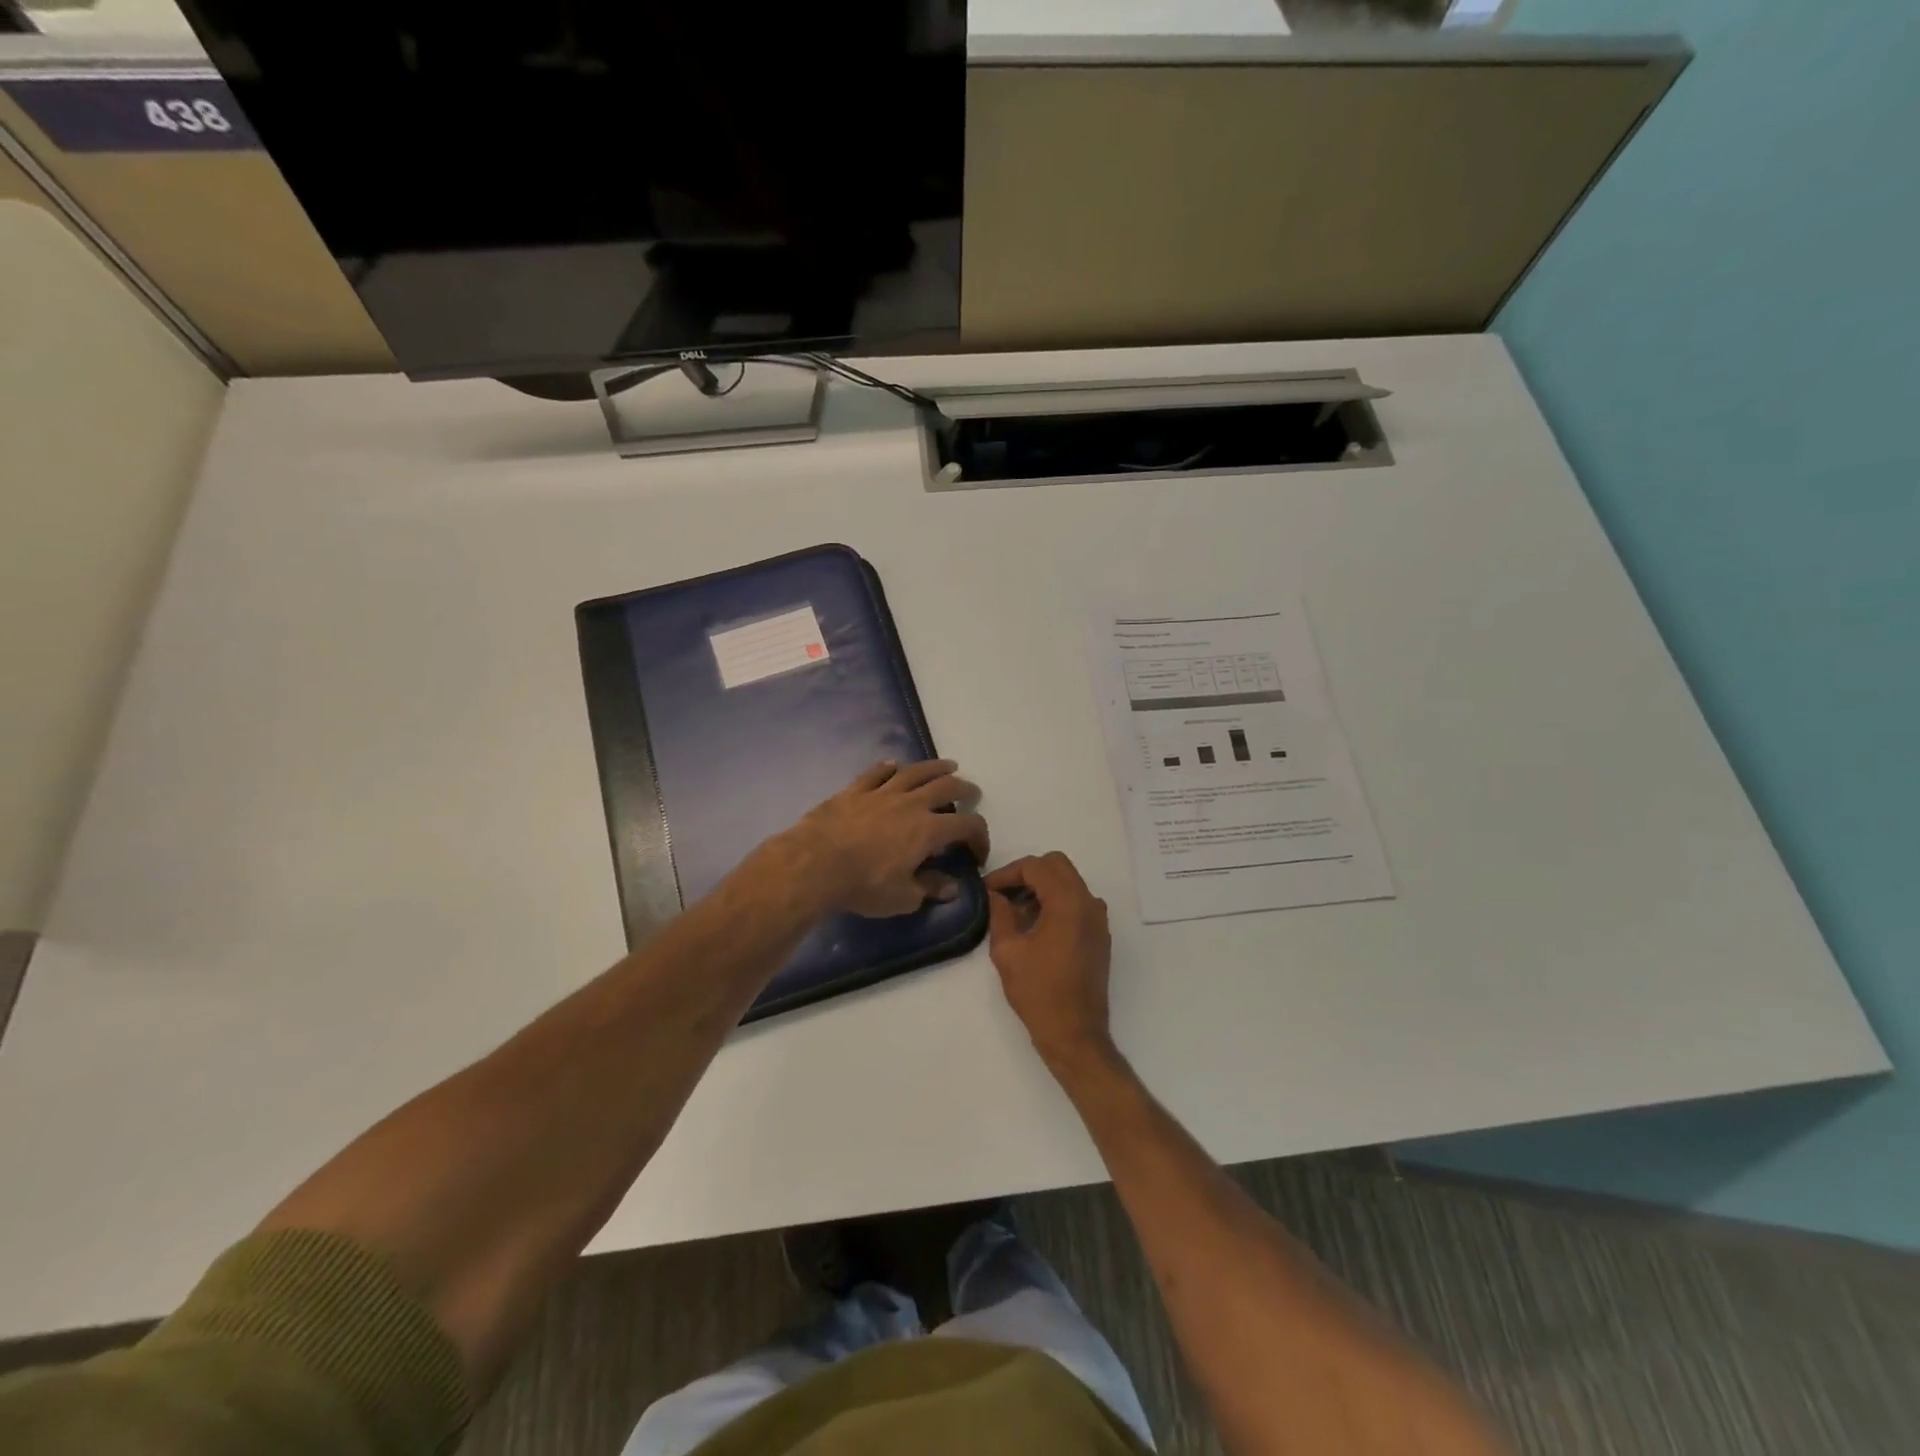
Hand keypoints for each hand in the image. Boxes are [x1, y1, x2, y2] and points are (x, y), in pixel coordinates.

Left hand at [782, 760, 989, 917]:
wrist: (814, 864)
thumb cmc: (864, 885)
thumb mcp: (903, 898)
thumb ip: (930, 889)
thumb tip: (952, 887)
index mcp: (929, 830)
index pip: (967, 825)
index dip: (980, 837)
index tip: (977, 854)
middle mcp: (911, 804)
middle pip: (946, 787)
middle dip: (964, 789)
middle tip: (971, 793)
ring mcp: (881, 793)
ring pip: (914, 772)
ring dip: (935, 767)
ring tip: (947, 766)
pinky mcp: (854, 791)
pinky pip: (876, 773)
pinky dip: (888, 767)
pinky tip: (894, 765)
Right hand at [985, 853, 1115, 1072]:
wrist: (1075, 1033)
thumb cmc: (1038, 992)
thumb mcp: (1007, 951)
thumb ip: (1000, 913)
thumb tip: (996, 894)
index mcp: (1068, 902)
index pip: (1036, 867)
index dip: (1007, 873)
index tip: (987, 889)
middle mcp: (1089, 903)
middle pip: (1057, 866)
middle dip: (1027, 873)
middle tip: (1002, 893)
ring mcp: (1098, 919)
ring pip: (1069, 882)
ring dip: (1042, 887)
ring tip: (1015, 911)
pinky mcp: (1100, 935)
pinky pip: (1077, 902)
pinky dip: (1056, 902)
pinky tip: (1035, 925)